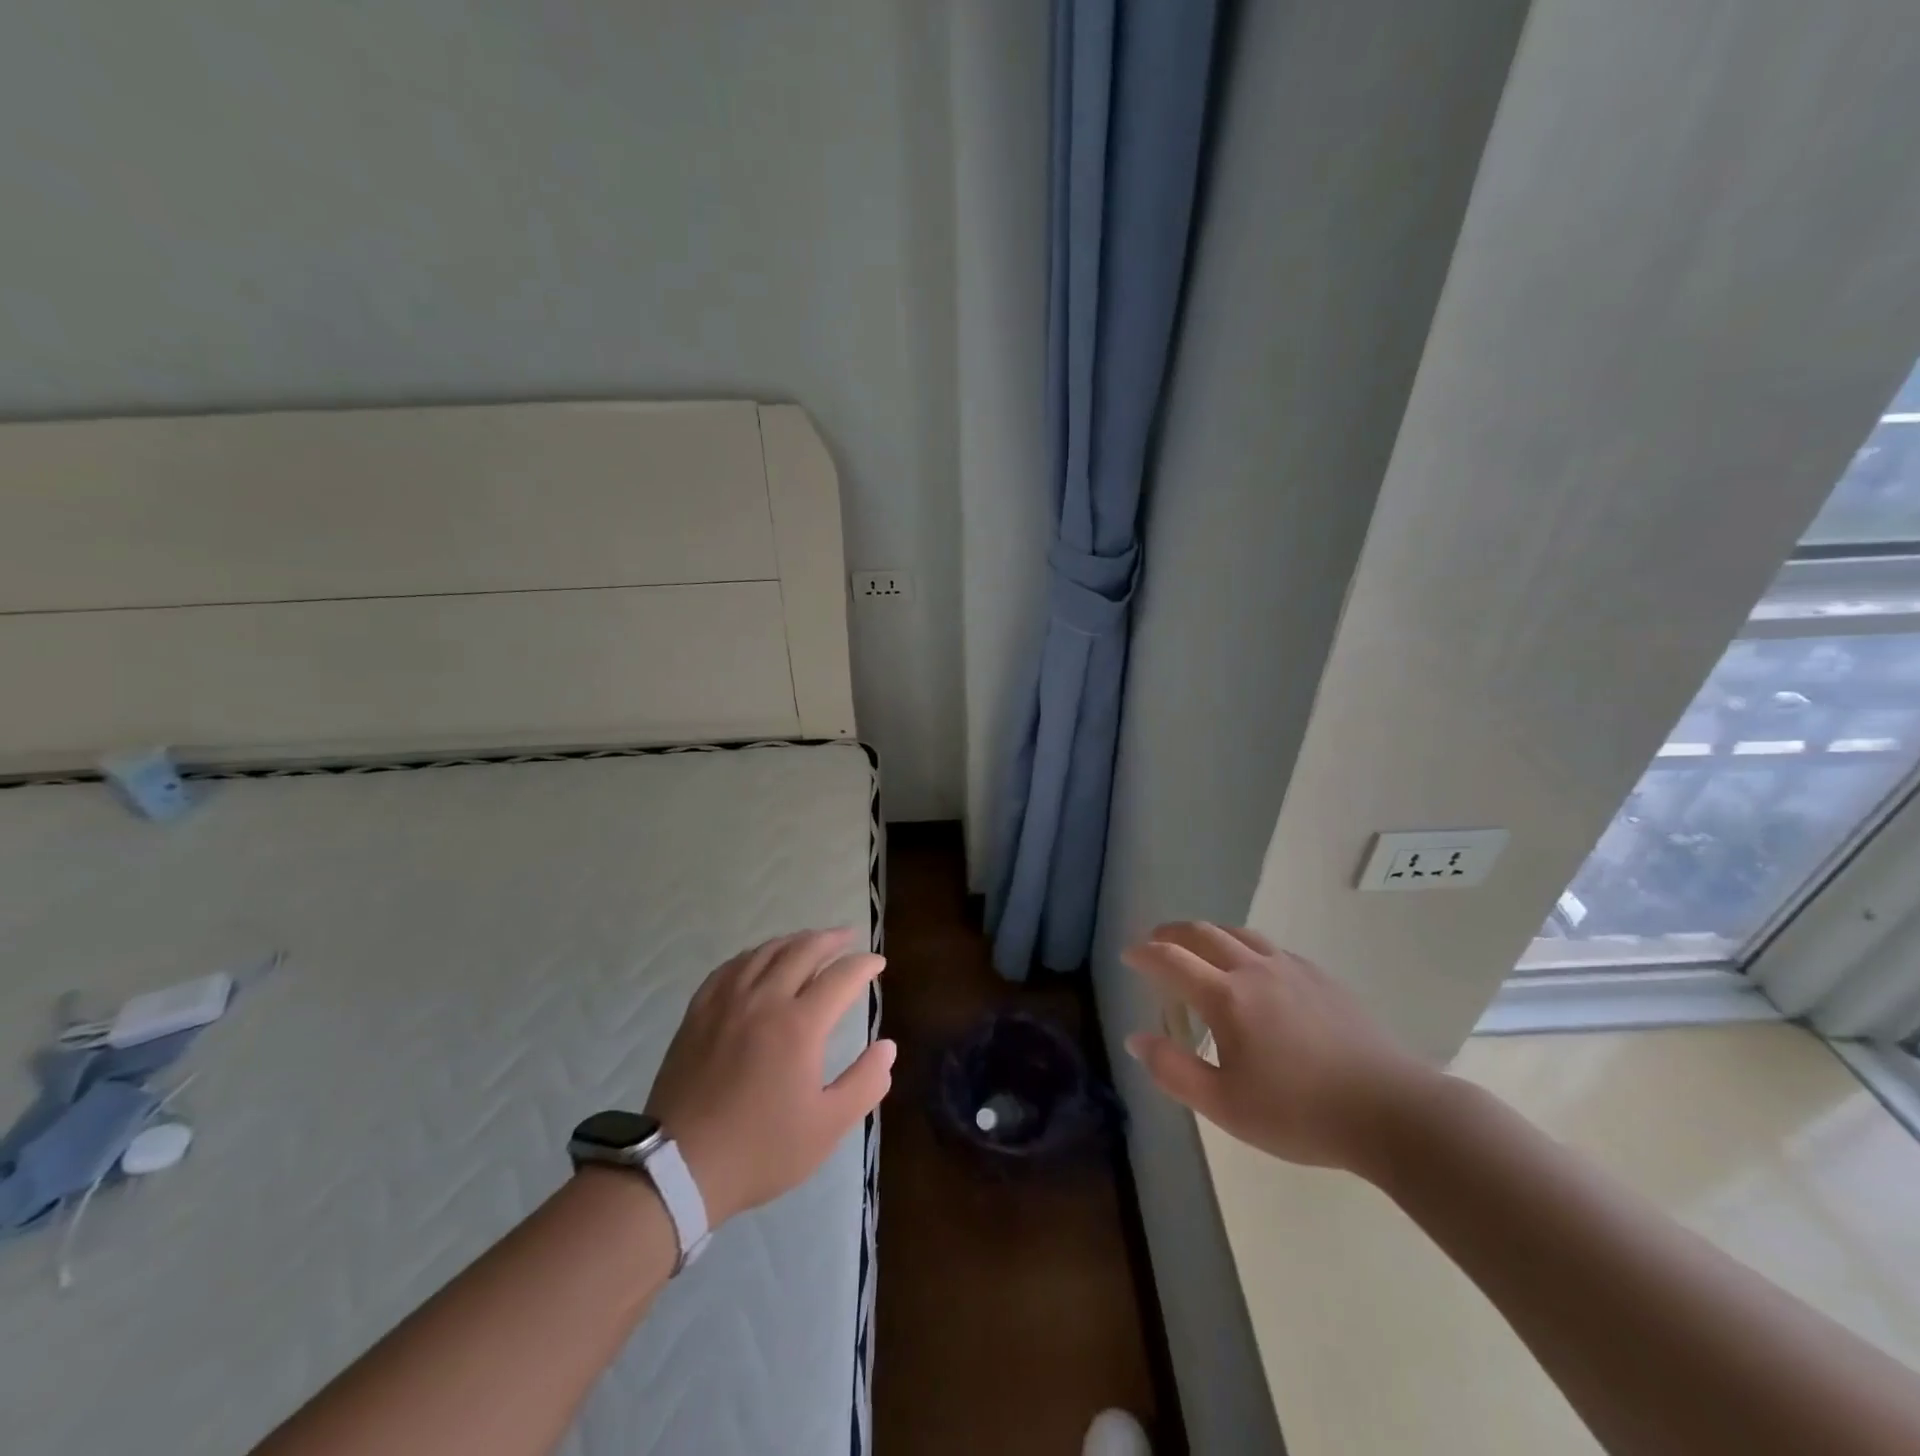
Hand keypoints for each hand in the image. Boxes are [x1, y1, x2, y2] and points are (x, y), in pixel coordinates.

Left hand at [645, 928, 893, 1225]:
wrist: (679, 1167)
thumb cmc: (760, 1149)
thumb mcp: (827, 1127)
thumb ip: (865, 1083)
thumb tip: (888, 1047)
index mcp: (800, 1025)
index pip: (841, 976)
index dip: (864, 965)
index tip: (878, 964)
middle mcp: (764, 1000)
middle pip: (803, 950)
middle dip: (831, 939)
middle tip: (848, 937)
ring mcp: (726, 1002)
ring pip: (765, 952)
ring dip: (794, 940)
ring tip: (810, 941)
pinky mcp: (698, 1012)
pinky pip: (730, 967)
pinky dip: (754, 955)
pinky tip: (759, 959)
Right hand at [1122, 921, 1437, 1173]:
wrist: (1393, 1112)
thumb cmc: (1300, 1115)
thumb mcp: (1226, 1107)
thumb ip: (1174, 1070)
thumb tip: (1135, 1038)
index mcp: (1226, 998)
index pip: (1171, 961)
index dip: (1144, 954)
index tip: (1128, 955)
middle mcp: (1254, 970)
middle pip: (1202, 933)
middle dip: (1171, 933)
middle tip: (1154, 942)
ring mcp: (1291, 969)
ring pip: (1238, 933)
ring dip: (1208, 933)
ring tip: (1197, 947)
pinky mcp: (1321, 977)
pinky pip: (1270, 947)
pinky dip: (1244, 946)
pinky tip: (1252, 969)